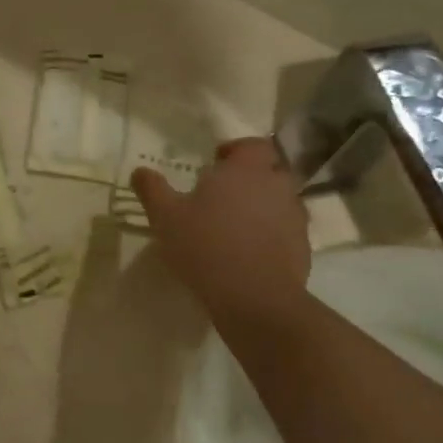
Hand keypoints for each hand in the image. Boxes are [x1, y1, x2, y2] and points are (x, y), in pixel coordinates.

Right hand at [130, 138, 309, 325]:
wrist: (255, 298)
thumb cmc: (205, 246)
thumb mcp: (166, 217)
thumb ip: (152, 190)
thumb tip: (140, 171)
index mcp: (246, 169)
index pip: (253, 144)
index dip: (236, 151)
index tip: (216, 165)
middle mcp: (277, 185)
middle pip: (268, 170)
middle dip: (248, 178)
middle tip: (221, 197)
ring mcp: (295, 216)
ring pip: (278, 201)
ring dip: (260, 207)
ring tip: (234, 228)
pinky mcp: (303, 246)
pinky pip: (286, 230)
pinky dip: (271, 234)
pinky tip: (248, 253)